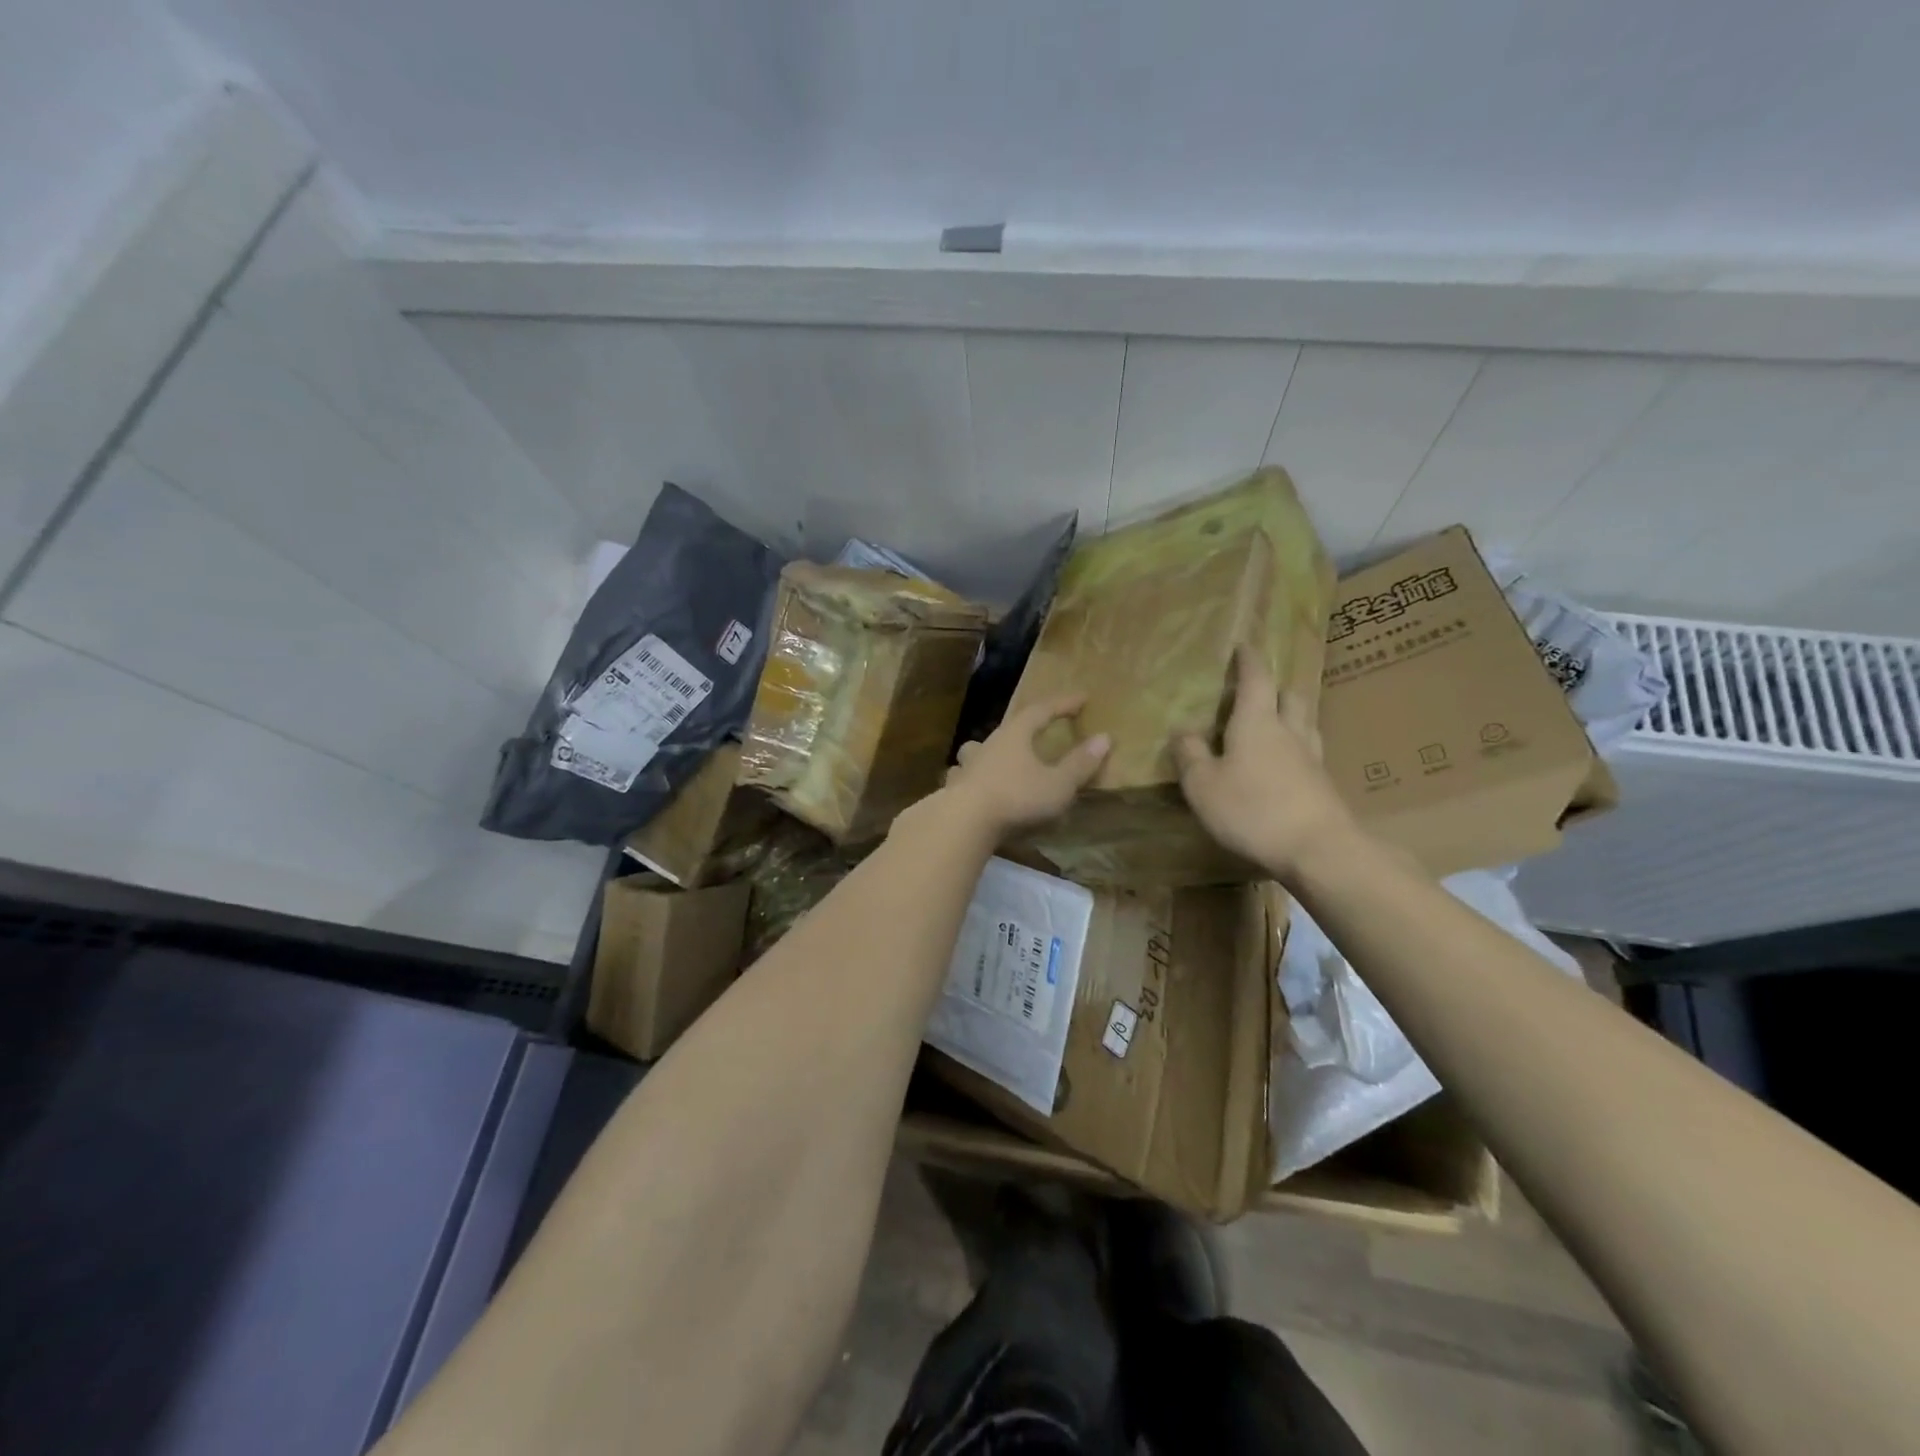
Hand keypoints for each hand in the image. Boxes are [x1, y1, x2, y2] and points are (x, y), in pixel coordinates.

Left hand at [944, 695, 1110, 837]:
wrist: (964, 822)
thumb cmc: (1016, 798)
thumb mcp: (1058, 784)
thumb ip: (1080, 763)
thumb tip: (1104, 737)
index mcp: (1015, 735)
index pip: (1041, 710)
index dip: (1063, 704)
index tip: (1082, 698)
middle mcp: (988, 745)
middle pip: (1007, 728)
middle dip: (1025, 726)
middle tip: (1037, 727)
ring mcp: (967, 767)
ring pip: (977, 751)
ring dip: (989, 751)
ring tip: (995, 756)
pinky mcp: (954, 790)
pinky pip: (964, 778)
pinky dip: (971, 778)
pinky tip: (971, 787)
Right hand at [1175, 645, 1356, 879]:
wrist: (1319, 849)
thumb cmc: (1252, 809)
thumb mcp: (1203, 785)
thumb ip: (1190, 755)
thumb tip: (1182, 731)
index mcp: (1257, 722)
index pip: (1256, 679)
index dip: (1249, 660)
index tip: (1244, 645)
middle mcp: (1289, 732)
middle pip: (1290, 696)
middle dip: (1274, 688)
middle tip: (1257, 691)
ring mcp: (1312, 759)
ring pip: (1305, 723)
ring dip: (1290, 716)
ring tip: (1274, 725)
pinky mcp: (1324, 786)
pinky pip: (1309, 754)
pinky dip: (1296, 749)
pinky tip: (1285, 766)